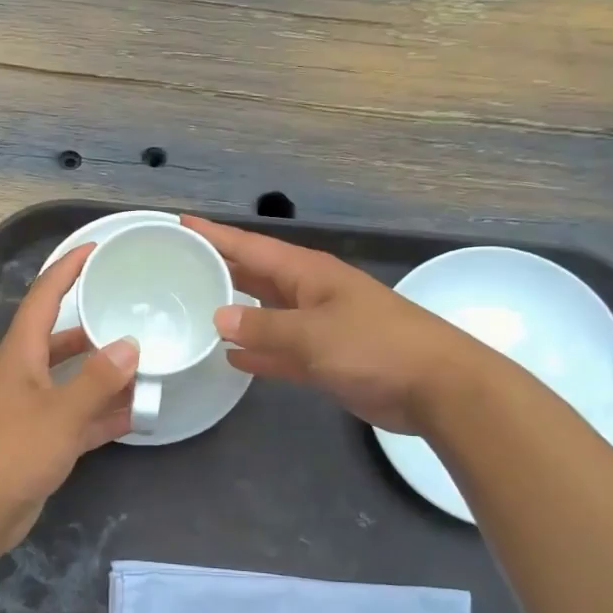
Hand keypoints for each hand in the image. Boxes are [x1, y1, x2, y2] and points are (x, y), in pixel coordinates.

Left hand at [0, 244, 139, 548]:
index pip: (44, 297)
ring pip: (73, 381)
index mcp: (20, 354)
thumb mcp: (61, 413)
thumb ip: (98, 381)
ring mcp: (31, 410)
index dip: (67, 269)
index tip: (96, 249)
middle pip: (61, 338)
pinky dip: (104, 414)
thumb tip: (130, 346)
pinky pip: (78, 418)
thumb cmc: (10, 452)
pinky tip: (137, 414)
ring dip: (105, 374)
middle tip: (133, 313)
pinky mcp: (39, 442)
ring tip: (146, 362)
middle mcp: (24, 375)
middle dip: (93, 324)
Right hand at [184, 216, 474, 433]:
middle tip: (176, 265)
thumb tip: (219, 317)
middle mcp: (310, 293)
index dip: (216, 236)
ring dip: (235, 314)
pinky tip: (231, 357)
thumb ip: (263, 326)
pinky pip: (281, 351)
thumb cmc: (375, 346)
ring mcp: (318, 327)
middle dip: (220, 269)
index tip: (180, 224)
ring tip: (193, 309)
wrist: (436, 387)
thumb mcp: (313, 333)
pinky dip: (259, 352)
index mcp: (308, 273)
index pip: (251, 248)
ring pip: (266, 314)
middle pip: (255, 276)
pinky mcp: (326, 359)